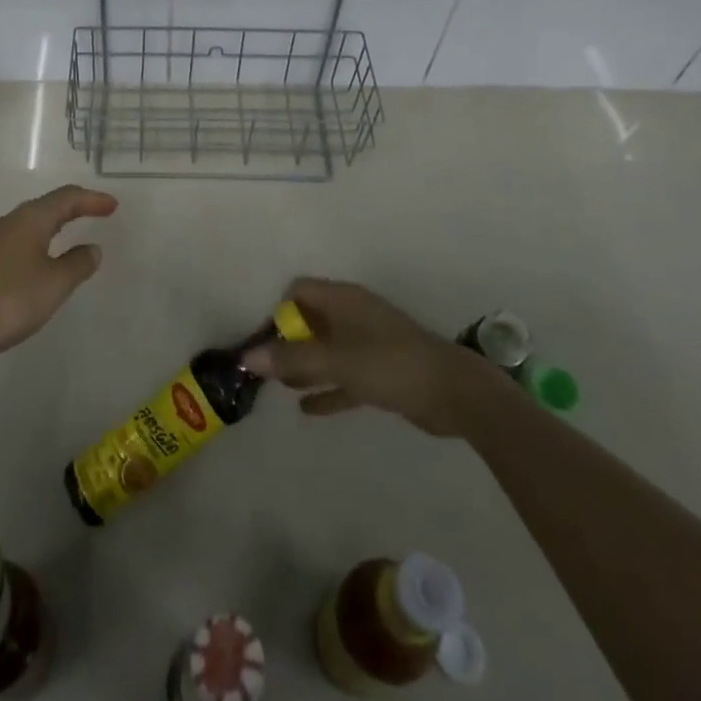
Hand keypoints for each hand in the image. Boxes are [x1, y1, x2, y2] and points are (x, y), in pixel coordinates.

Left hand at [0, 185, 116, 373]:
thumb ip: (77, 264)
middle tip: (97, 213)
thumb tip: (92, 248)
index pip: (67, 198)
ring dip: (54, 225)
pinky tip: (40, 262)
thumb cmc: (8, 301)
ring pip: (30, 224)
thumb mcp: (54, 285)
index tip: (113, 206)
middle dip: (74, 208)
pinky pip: (18, 241)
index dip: (92, 200)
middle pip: (47, 206)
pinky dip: (38, 242)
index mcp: (29, 219)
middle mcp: (8, 221)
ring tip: (72, 235)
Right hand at [241, 278, 488, 436]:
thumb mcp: (336, 360)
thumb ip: (292, 359)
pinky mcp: (380, 372)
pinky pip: (344, 377)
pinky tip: (306, 409)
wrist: (452, 393)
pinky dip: (326, 389)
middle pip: (310, 320)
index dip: (278, 311)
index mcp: (343, 299)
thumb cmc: (389, 364)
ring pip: (327, 350)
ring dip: (305, 366)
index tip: (263, 341)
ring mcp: (368, 344)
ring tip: (278, 386)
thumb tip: (247, 357)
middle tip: (264, 368)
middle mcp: (353, 315)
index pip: (299, 291)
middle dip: (287, 341)